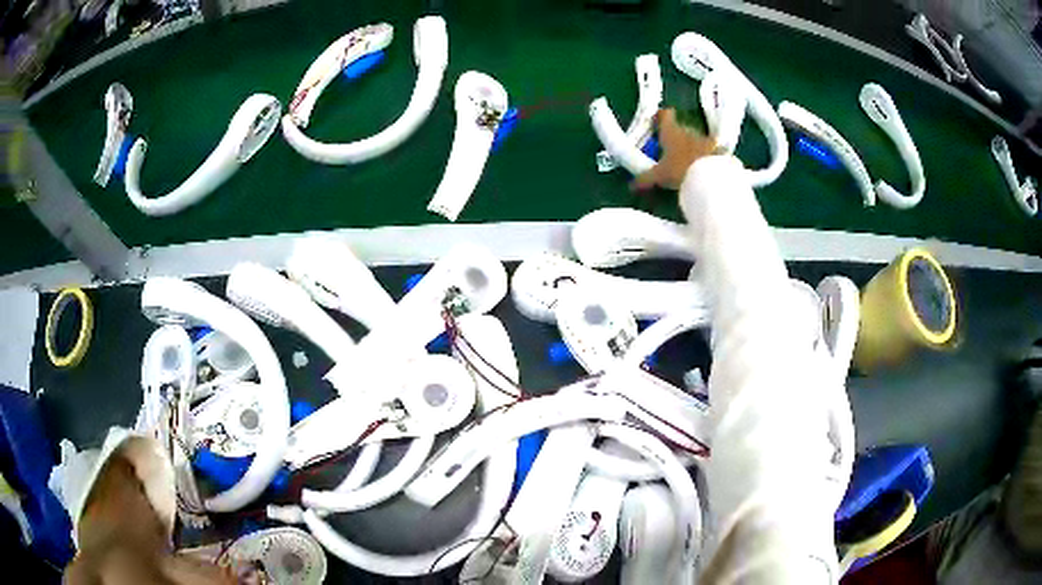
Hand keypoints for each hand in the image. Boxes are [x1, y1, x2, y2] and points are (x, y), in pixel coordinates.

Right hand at [631, 109, 720, 191]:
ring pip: (697, 140)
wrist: (712, 177)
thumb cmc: (680, 170)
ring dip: (693, 147)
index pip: (665, 115)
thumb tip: (631, 186)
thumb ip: (645, 179)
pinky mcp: (720, 152)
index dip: (661, 116)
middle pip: (681, 128)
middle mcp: (688, 132)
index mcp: (671, 132)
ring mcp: (706, 140)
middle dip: (677, 136)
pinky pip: (712, 151)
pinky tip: (706, 168)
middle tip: (671, 149)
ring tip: (690, 161)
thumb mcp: (659, 176)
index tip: (657, 120)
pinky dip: (708, 157)